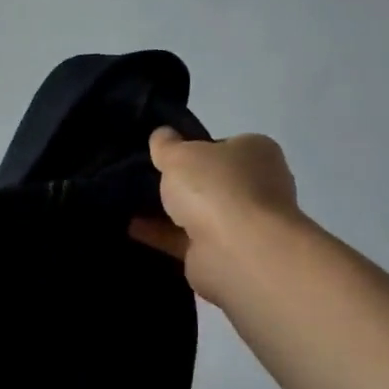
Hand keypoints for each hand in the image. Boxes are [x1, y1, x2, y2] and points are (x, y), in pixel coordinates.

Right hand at [130, 127, 300, 305]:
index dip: (195, 147)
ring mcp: (243, 223)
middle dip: (183, 182)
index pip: (224, 145)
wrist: (237, 252)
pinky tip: (131, 227)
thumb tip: (161, 134)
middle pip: (212, 180)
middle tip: (145, 177)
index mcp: (257, 152)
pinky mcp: (224, 254)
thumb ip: (167, 145)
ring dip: (171, 211)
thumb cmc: (216, 188)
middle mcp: (257, 186)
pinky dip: (161, 234)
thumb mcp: (180, 154)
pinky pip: (186, 239)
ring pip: (200, 212)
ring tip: (131, 202)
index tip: (166, 153)